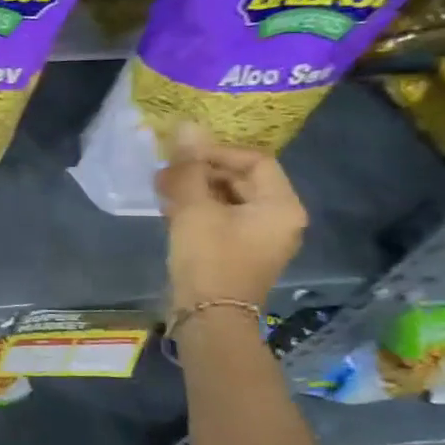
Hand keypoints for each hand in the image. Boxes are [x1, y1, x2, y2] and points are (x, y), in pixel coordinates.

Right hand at [155, 124, 305, 312]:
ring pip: (228, 199)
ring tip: (162, 187)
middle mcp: (279, 219)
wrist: (208, 317)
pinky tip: (170, 207)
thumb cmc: (209, 259)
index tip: (182, 154)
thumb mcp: (195, 209)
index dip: (217, 152)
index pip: (254, 160)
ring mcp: (260, 237)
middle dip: (202, 171)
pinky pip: (222, 218)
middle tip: (167, 170)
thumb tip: (187, 127)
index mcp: (281, 205)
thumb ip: (190, 168)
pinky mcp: (239, 251)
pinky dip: (198, 208)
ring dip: (196, 189)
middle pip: (242, 179)